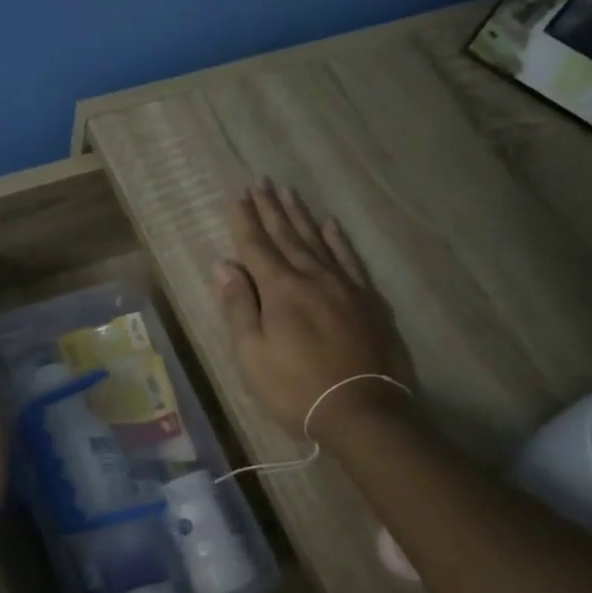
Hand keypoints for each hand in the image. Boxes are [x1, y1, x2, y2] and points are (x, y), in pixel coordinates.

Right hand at [214, 181, 414, 437]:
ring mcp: (344, 285)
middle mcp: (312, 277)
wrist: (362, 410)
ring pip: (318, 240)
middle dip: (271, 209)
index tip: (238, 196)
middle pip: (287, 235)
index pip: (257, 246)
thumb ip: (239, 306)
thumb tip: (224, 265)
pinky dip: (338, 239)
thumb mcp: (252, 353)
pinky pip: (350, 258)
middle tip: (261, 182)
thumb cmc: (295, 387)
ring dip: (301, 215)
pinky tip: (330, 225)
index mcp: (280, 289)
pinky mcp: (368, 300)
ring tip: (289, 192)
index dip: (245, 221)